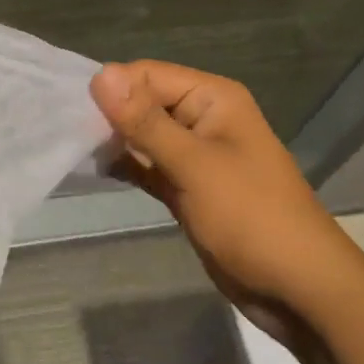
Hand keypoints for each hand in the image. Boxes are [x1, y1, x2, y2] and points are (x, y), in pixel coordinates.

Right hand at [90, 60, 348, 341]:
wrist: (298, 289)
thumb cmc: (251, 217)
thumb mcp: (194, 165)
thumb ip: (145, 121)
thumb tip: (101, 73)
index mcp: (212, 99)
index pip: (148, 75)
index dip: (112, 89)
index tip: (70, 112)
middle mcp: (202, 118)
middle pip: (143, 102)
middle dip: (108, 115)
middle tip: (65, 133)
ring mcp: (195, 155)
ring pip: (143, 135)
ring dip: (112, 140)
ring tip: (71, 149)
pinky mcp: (187, 187)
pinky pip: (148, 164)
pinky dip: (125, 165)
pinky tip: (93, 168)